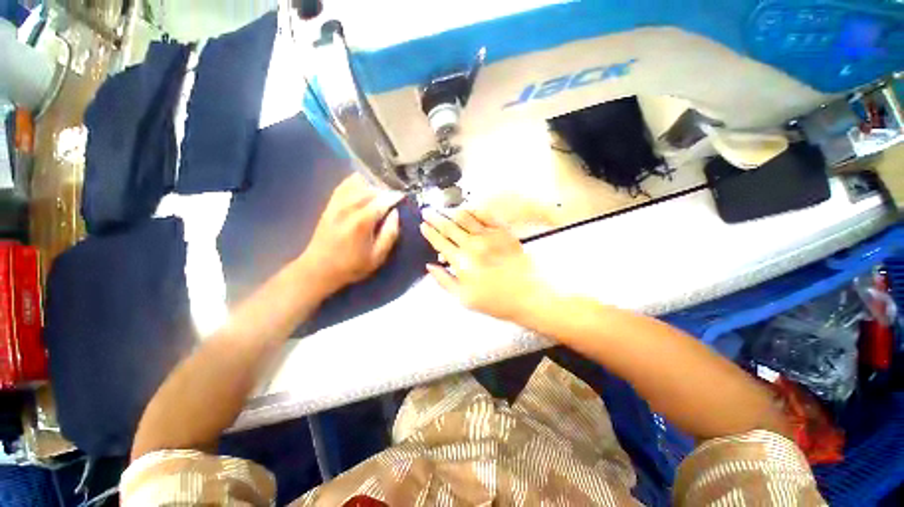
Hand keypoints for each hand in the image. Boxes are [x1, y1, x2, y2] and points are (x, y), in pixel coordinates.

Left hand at [301, 174, 402, 293]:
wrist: (319, 269)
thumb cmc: (352, 266)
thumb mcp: (378, 256)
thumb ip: (390, 234)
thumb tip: (395, 213)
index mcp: (362, 221)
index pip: (382, 200)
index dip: (395, 196)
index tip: (404, 196)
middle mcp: (348, 208)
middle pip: (371, 190)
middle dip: (385, 190)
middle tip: (395, 196)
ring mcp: (336, 204)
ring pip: (357, 185)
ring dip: (372, 186)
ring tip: (382, 192)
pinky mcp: (329, 205)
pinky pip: (343, 186)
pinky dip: (355, 182)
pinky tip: (363, 185)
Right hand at [420, 208, 551, 321]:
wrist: (528, 295)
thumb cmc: (495, 301)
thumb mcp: (464, 298)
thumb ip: (444, 281)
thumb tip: (430, 266)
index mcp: (461, 261)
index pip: (440, 242)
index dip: (429, 232)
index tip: (422, 225)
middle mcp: (472, 244)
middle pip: (449, 227)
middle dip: (435, 218)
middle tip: (427, 211)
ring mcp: (489, 236)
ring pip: (465, 218)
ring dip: (453, 213)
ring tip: (446, 211)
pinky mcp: (503, 232)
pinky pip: (486, 216)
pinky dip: (475, 212)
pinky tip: (470, 211)